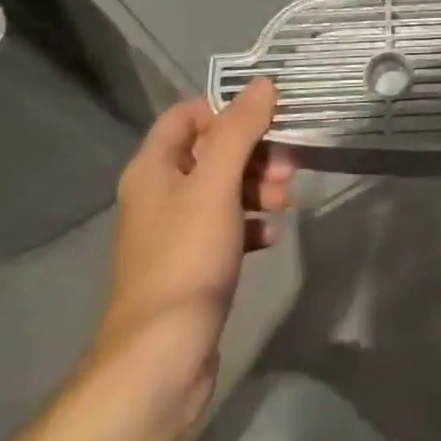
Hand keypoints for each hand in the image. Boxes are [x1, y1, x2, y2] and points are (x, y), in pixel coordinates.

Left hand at [86, 79, 293, 436]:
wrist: (161, 357)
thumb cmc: (187, 257)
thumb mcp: (217, 183)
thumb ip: (240, 129)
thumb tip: (263, 83)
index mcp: (153, 167)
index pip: (188, 114)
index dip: (227, 110)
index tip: (267, 119)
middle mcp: (159, 193)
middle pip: (212, 151)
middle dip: (254, 153)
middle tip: (288, 167)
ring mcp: (174, 232)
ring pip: (223, 189)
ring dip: (258, 187)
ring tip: (287, 202)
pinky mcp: (192, 264)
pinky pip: (226, 227)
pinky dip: (251, 223)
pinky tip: (271, 236)